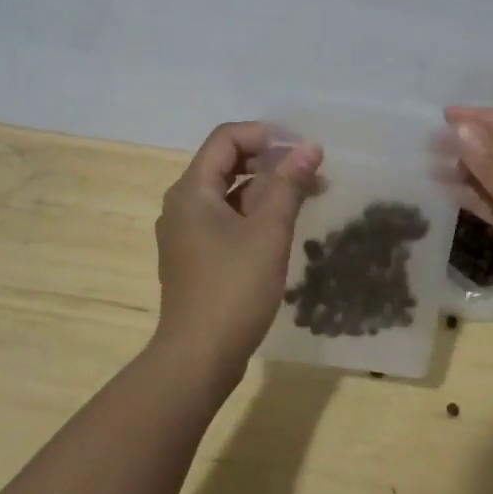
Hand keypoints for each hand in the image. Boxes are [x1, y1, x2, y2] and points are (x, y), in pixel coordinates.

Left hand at [152, 121, 321, 394]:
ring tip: (307, 195)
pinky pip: (225, 219)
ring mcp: (185, 233)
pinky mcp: (194, 257)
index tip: (301, 149)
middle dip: (270, 161)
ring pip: (228, 193)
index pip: (226, 138)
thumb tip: (310, 147)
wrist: (197, 359)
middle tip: (310, 172)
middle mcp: (182, 204)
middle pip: (226, 163)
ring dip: (266, 188)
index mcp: (192, 190)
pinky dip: (253, 213)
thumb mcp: (268, 231)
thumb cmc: (233, 288)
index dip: (265, 135)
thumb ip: (289, 184)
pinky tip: (283, 225)